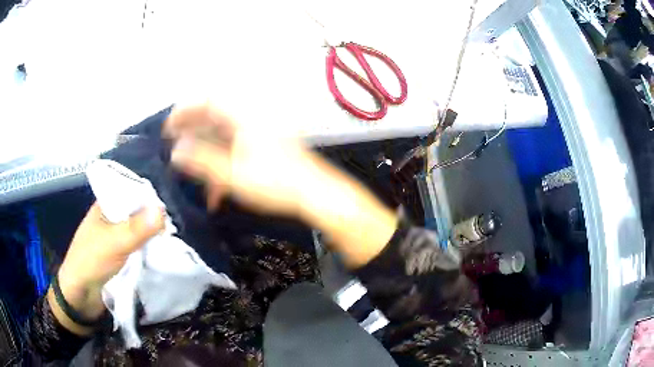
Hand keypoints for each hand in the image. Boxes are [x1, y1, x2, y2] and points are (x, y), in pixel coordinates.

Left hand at [50, 203, 164, 333]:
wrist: (81, 295)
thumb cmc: (91, 262)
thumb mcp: (113, 243)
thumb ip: (136, 229)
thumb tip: (163, 210)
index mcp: (106, 205)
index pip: (133, 191)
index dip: (152, 196)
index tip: (175, 205)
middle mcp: (112, 217)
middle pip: (138, 211)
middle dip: (155, 218)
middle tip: (179, 226)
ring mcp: (116, 237)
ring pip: (139, 230)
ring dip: (153, 235)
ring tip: (175, 239)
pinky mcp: (121, 254)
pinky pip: (139, 246)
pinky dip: (149, 248)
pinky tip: (163, 251)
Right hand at [165, 101, 316, 216]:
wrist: (313, 193)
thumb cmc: (276, 183)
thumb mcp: (233, 175)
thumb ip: (202, 162)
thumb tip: (176, 152)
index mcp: (244, 116)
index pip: (207, 101)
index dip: (185, 111)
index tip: (169, 127)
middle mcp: (251, 116)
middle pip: (213, 116)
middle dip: (191, 131)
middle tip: (174, 145)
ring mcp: (258, 130)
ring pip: (223, 133)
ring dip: (206, 150)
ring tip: (190, 168)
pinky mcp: (264, 143)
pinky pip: (236, 146)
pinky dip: (223, 161)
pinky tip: (216, 187)